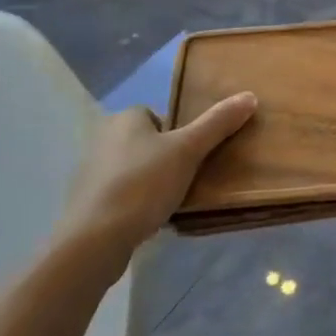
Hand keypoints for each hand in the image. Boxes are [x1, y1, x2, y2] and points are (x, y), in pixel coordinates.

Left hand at [61, 93, 257, 257]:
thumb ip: (218, 123)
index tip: (192, 158)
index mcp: (125, 118)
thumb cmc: (143, 185)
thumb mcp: (188, 150)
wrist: (93, 240)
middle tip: (186, 180)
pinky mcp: (86, 202)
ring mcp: (90, 171)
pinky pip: (119, 194)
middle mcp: (103, 137)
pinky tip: (146, 220)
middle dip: (165, 160)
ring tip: (168, 202)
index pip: (160, 117)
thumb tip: (249, 95)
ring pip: (133, 169)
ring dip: (149, 182)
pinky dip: (133, 203)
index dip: (179, 136)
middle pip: (148, 142)